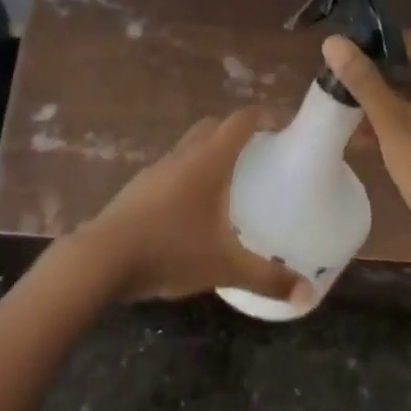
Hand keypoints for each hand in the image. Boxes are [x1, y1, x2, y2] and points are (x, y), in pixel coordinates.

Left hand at [78, 107, 305, 303]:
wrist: (102, 257)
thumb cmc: (170, 249)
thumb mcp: (224, 266)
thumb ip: (267, 278)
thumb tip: (308, 294)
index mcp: (208, 160)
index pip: (240, 121)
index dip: (263, 116)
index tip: (282, 125)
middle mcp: (183, 155)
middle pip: (213, 126)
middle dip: (237, 131)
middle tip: (259, 151)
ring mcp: (157, 169)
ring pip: (189, 146)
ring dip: (210, 151)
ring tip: (229, 180)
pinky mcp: (139, 187)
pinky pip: (172, 168)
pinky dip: (189, 173)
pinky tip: (194, 207)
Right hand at [322, 30, 410, 289]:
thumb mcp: (392, 123)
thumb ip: (363, 80)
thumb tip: (333, 40)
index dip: (376, 41)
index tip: (343, 53)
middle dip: (374, 71)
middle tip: (338, 80)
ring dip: (381, 98)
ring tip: (344, 107)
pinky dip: (394, 119)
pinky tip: (364, 136)